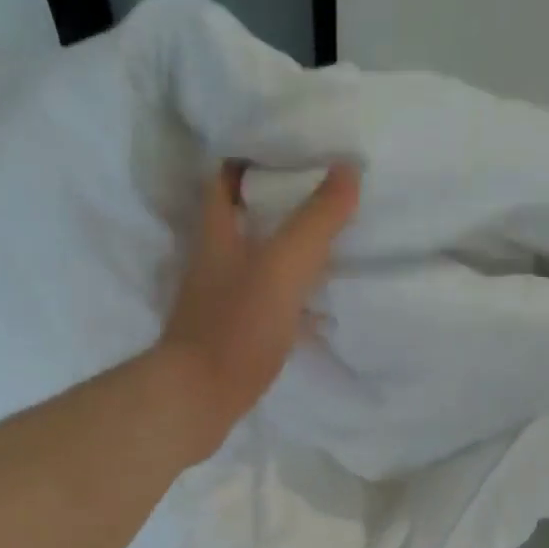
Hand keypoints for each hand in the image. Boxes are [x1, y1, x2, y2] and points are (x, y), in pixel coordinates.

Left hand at [157, 161, 361, 457]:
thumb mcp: (282, 267)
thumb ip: (315, 221)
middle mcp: (213, 265)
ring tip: (325, 250)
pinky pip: (263, 311)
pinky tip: (315, 314)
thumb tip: (348, 169)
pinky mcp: (229, 342)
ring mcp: (219, 306)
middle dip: (272, 208)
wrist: (200, 399)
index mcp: (218, 236)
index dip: (248, 158)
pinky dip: (287, 306)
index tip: (285, 149)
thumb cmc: (237, 327)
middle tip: (316, 199)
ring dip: (282, 258)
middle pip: (240, 223)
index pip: (224, 180)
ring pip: (253, 268)